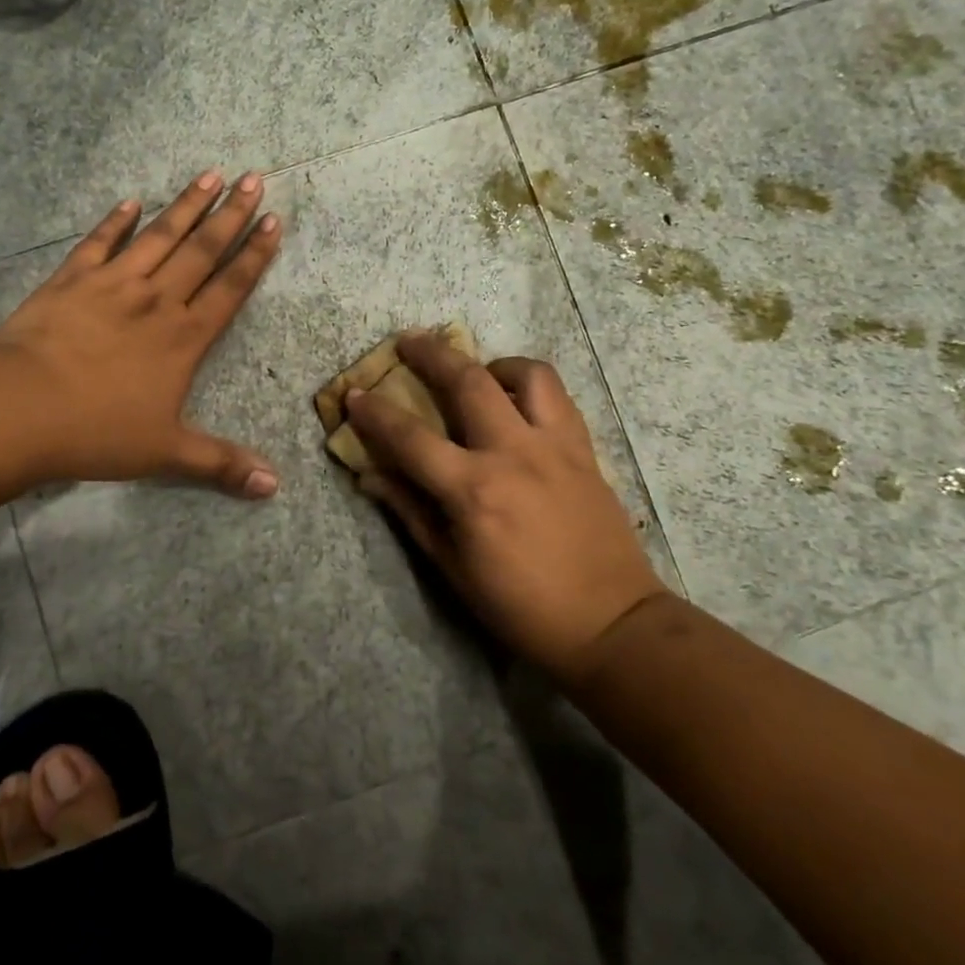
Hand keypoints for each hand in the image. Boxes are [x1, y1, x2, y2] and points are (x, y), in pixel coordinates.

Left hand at [0, 170, 281, 496]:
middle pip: (201, 250)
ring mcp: (113, 284)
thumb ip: (220, 464)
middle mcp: (156, 300)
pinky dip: (115, 221)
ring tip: (210, 174)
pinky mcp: (71, 280)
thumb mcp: (165, 454)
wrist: (20, 407)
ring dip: (186, 204)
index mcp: (184, 338)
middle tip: (254, 179)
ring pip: (158, 236)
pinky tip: (130, 201)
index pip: (230, 288)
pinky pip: (99, 243)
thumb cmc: (97, 431)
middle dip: (231, 214)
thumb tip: (273, 487)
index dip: (254, 255)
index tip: (273, 222)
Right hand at [346, 334, 666, 685]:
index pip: (410, 437)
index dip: (375, 413)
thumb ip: (410, 511)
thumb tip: (370, 476)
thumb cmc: (520, 606)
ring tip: (477, 370)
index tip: (354, 394)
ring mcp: (555, 446)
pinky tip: (516, 401)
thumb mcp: (453, 567)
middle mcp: (513, 454)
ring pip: (526, 374)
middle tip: (408, 340)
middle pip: (467, 381)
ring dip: (492, 362)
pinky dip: (530, 386)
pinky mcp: (584, 450)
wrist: (610, 624)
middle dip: (431, 354)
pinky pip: (558, 398)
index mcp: (474, 491)